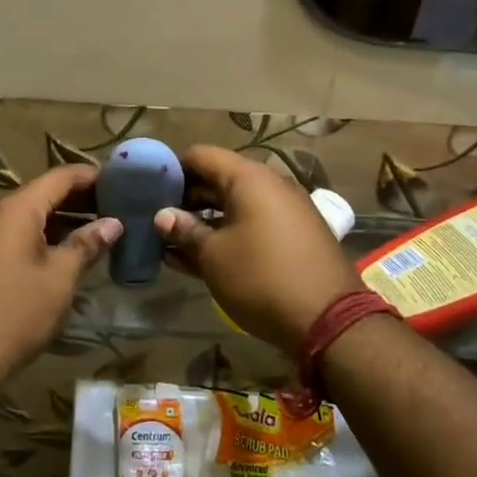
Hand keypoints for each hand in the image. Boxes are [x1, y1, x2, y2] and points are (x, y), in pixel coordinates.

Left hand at [0, 165, 120, 397]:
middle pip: (43, 194)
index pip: (61, 176)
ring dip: (62, 222)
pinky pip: (14, 235)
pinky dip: (42, 238)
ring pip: (28, 216)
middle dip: (80, 201)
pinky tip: (64, 256)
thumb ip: (86, 244)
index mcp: (16, 208)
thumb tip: (113, 223)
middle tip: (117, 211)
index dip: (93, 176)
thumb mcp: (59, 278)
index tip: (123, 183)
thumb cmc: (14, 313)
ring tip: (98, 234)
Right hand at [155, 145, 359, 354]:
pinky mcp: (293, 238)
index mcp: (249, 178)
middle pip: (217, 179)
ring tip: (169, 242)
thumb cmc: (262, 278)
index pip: (200, 155)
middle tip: (155, 217)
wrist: (330, 321)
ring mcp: (285, 212)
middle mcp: (270, 186)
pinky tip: (196, 258)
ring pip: (233, 206)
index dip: (171, 168)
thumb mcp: (214, 256)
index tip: (147, 186)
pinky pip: (251, 225)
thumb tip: (162, 216)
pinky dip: (226, 235)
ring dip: (203, 221)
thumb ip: (185, 231)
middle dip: (185, 198)